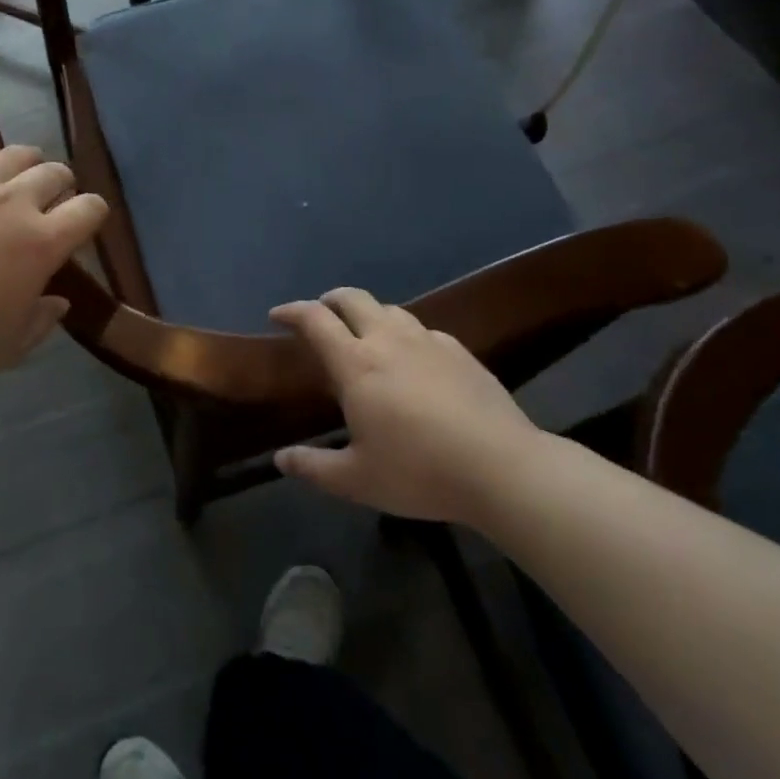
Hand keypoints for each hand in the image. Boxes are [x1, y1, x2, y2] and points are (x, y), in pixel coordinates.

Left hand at [0, 137, 107, 382]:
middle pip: (55, 173)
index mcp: (42, 243)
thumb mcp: (7, 347)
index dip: (94, 212)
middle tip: (53, 198)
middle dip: (62, 183)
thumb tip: (59, 302)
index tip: (86, 222)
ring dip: (28, 160)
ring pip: (15, 154)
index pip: (89, 209)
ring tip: (23, 170)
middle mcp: (15, 203)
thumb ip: (41, 322)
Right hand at [270, 288, 540, 523]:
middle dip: (329, 300)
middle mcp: (388, 340)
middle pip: (352, 298)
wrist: (502, 467)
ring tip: (364, 334)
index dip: (292, 311)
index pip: (315, 320)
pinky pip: (422, 330)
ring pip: (389, 309)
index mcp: (356, 364)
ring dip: (368, 313)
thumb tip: (280, 459)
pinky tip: (413, 358)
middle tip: (319, 315)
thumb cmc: (419, 471)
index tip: (277, 316)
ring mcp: (428, 341)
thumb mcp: (357, 480)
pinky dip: (405, 334)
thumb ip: (314, 467)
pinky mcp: (460, 351)